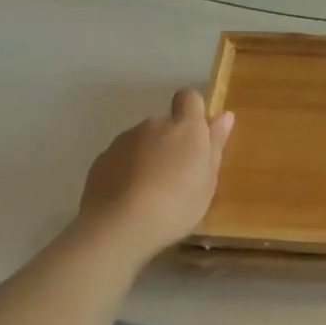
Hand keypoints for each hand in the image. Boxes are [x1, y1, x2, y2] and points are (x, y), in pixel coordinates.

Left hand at [73, 89, 233, 258]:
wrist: (119, 226)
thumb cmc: (177, 204)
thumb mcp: (208, 180)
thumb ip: (215, 144)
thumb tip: (224, 116)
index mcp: (185, 127)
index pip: (189, 98)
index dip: (193, 111)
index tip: (197, 136)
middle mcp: (153, 125)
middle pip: (165, 124)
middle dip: (171, 143)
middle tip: (178, 177)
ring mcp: (124, 140)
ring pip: (142, 142)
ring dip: (148, 157)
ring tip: (151, 193)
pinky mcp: (101, 160)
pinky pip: (121, 159)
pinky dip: (127, 171)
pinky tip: (129, 199)